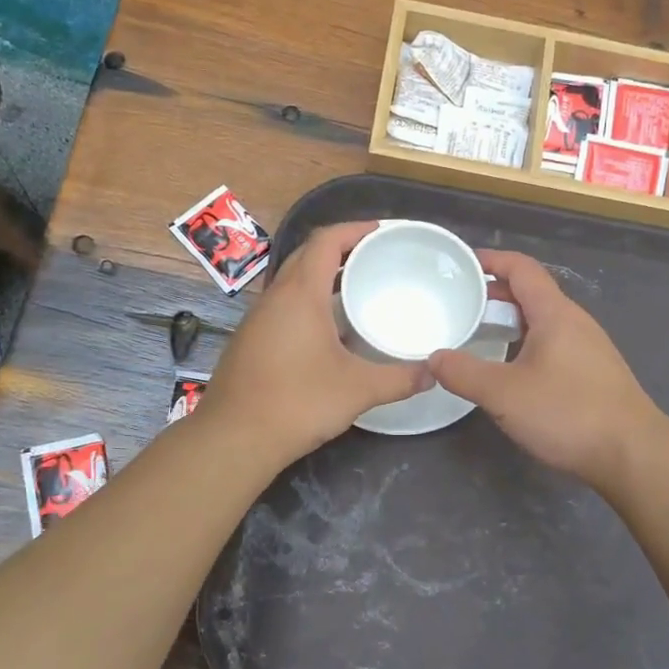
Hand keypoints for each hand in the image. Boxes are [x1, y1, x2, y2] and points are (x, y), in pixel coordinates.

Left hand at [203, 221, 429, 466]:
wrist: (234, 438)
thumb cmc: (298, 402)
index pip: (325, 241)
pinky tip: (328, 331)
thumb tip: (433, 374)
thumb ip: (400, 379)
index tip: (381, 231)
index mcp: (300, 294)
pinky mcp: (250, 341)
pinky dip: (308, 302)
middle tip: (374, 258)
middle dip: (340, 249)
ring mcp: (258, 320)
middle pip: (307, 255)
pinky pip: (283, 306)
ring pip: (292, 282)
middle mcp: (275, 297)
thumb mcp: (359, 390)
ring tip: (356, 290)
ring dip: (322, 277)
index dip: (354, 230)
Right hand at [429, 250, 664, 487]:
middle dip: (495, 294)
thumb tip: (434, 357)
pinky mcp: (594, 373)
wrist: (632, 454)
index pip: (522, 269)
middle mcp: (575, 322)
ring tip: (480, 336)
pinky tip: (513, 370)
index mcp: (555, 314)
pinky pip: (554, 344)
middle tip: (461, 305)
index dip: (492, 261)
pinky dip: (527, 344)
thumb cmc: (567, 413)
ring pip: (543, 321)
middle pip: (532, 293)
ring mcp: (589, 348)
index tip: (462, 265)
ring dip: (511, 321)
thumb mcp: (504, 394)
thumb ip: (464, 373)